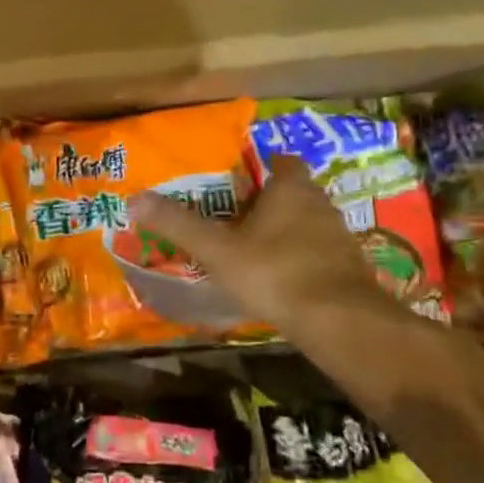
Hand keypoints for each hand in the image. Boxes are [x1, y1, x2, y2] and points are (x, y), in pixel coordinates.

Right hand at [132, 156, 425, 364]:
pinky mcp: (348, 268)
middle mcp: (319, 204)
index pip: (280, 161)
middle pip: (293, 192)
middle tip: (236, 214)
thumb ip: (179, 224)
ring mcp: (339, 236)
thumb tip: (134, 198)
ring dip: (286, 230)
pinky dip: (300, 258)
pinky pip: (318, 253)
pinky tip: (279, 278)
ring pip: (307, 223)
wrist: (339, 321)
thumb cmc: (274, 272)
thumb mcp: (217, 249)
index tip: (238, 178)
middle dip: (268, 200)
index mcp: (290, 188)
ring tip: (253, 247)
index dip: (261, 165)